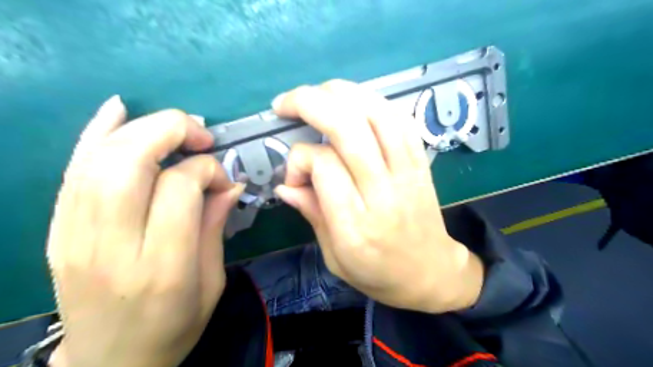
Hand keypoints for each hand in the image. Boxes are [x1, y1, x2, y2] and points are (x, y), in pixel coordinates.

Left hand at [46, 96, 241, 366]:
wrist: (110, 363)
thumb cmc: (175, 326)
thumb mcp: (212, 281)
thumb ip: (216, 226)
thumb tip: (231, 183)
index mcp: (164, 267)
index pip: (178, 190)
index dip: (206, 170)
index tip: (223, 180)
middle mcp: (113, 247)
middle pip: (130, 164)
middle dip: (171, 132)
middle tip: (201, 137)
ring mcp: (75, 238)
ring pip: (100, 161)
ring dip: (142, 129)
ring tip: (176, 129)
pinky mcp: (58, 232)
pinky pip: (73, 172)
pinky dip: (96, 134)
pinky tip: (118, 110)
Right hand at [272, 80, 483, 311]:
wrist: (431, 272)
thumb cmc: (378, 273)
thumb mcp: (334, 257)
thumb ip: (311, 214)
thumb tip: (285, 183)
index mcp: (356, 225)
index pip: (324, 166)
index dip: (299, 159)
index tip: (294, 175)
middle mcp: (383, 192)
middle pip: (348, 128)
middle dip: (309, 103)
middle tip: (285, 103)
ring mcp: (407, 172)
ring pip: (376, 113)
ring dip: (340, 92)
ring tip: (317, 94)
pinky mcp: (421, 162)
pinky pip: (400, 119)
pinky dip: (373, 101)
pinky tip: (353, 103)